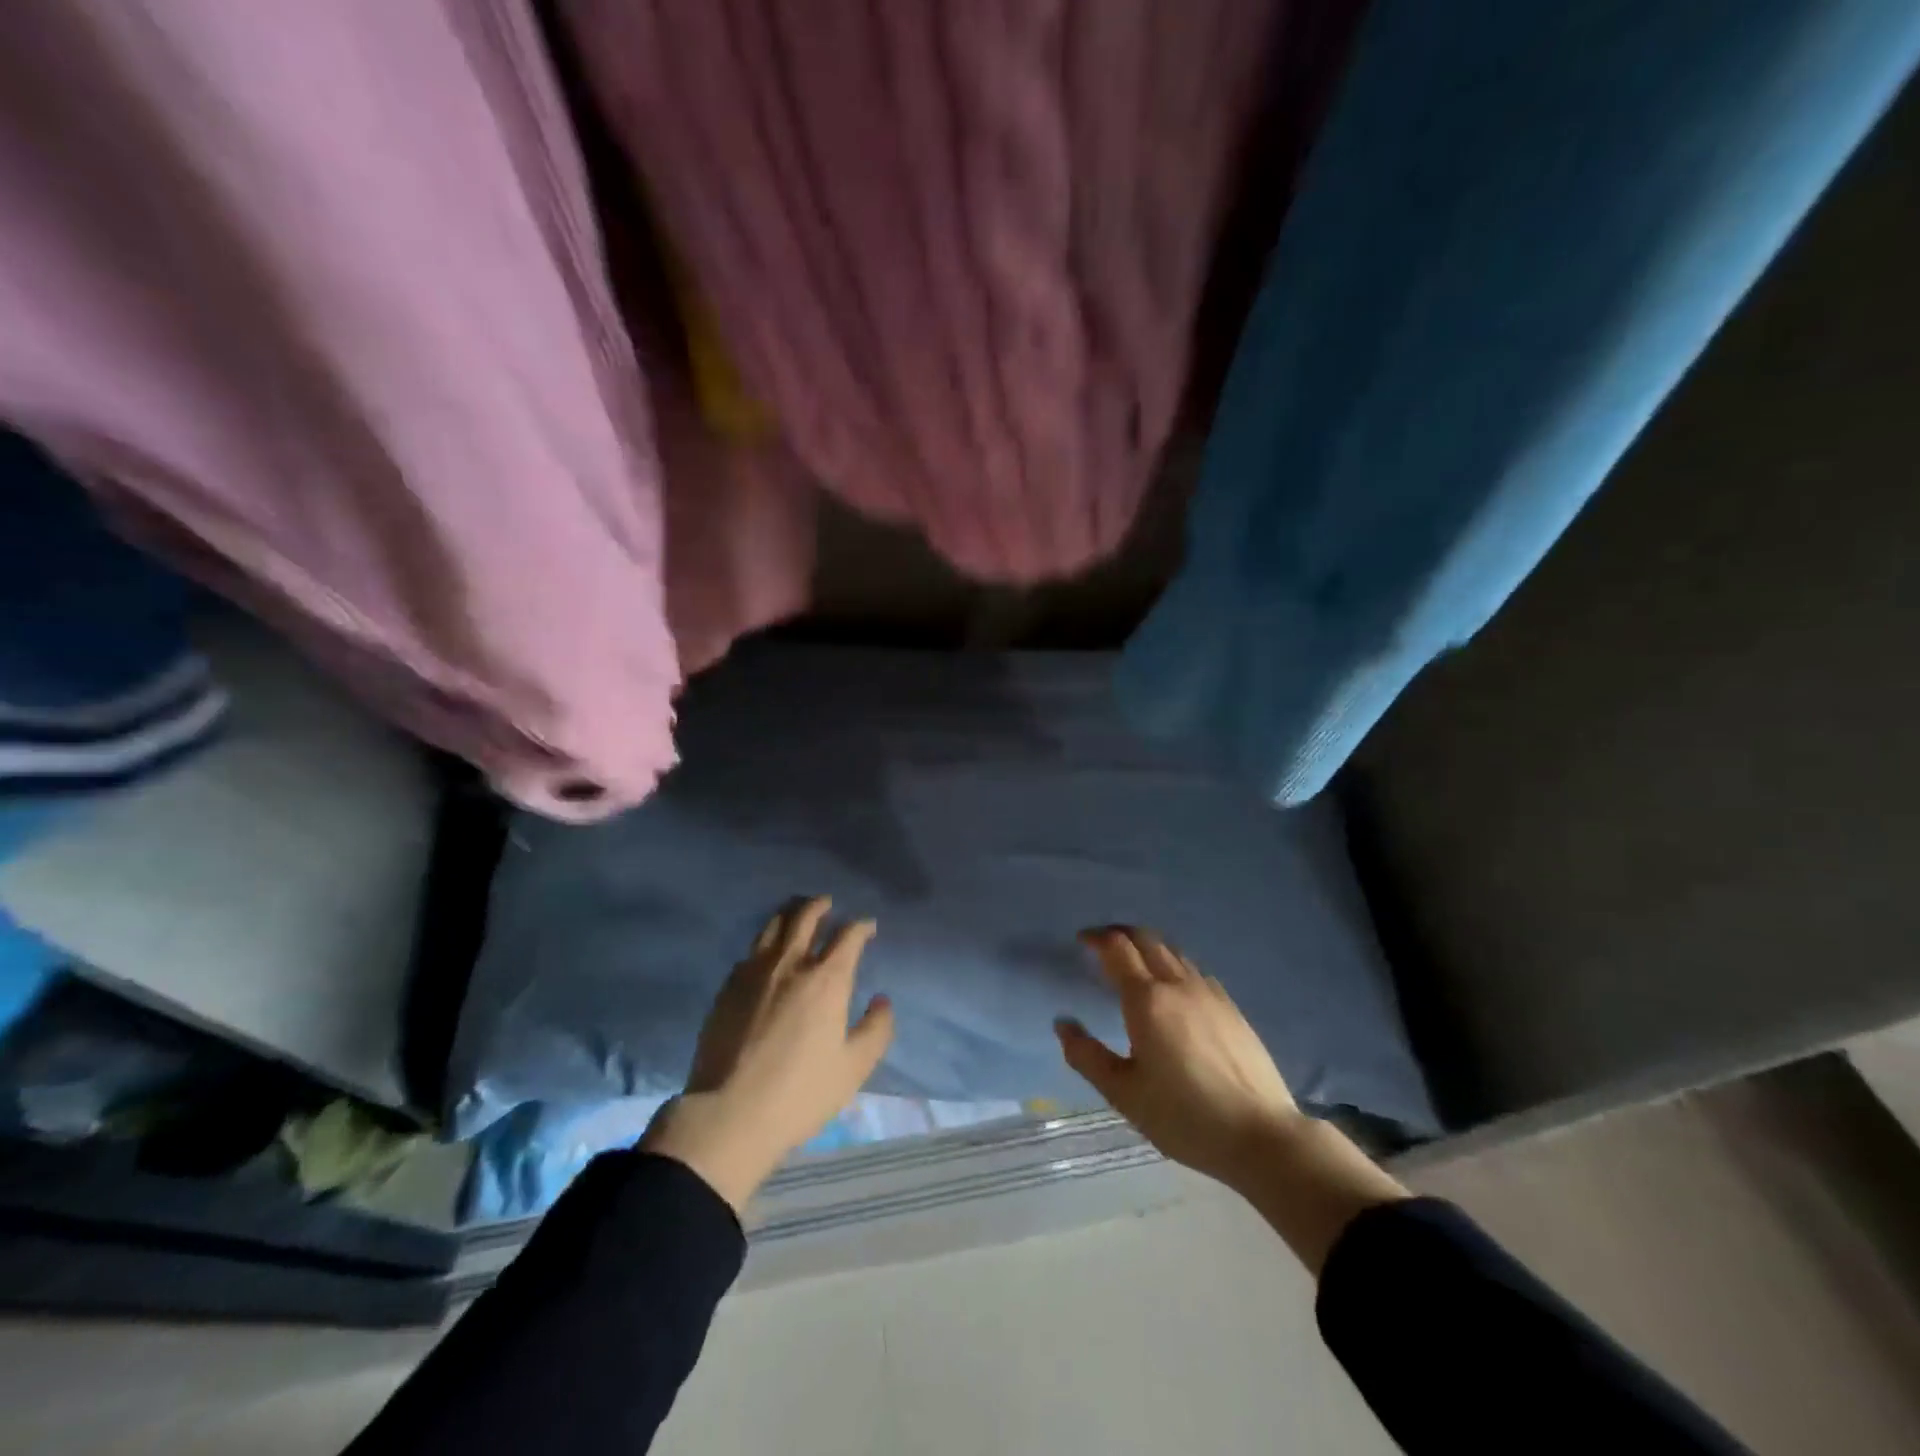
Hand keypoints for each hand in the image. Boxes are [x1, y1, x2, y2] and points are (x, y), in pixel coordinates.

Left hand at [642, 897, 893, 1213]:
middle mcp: (790, 964)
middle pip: (805, 917)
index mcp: (826, 979)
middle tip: (827, 903)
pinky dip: (765, 943)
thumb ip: (876, 1029)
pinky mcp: (727, 988)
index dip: (861, 925)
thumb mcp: (853, 1068)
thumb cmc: (800, 1093)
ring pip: (773, 926)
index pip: (848, 935)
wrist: (729, 1114)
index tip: (868, 926)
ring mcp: (754, 973)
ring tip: (796, 912)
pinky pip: (750, 951)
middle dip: (820, 905)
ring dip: (789, 913)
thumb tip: (881, 1000)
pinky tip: (766, 953)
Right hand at [1055, 926, 1304, 1191]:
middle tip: (1103, 944)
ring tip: (1135, 963)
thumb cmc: (1185, 1116)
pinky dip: (1174, 965)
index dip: (1097, 938)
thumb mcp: (1124, 1094)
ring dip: (1149, 947)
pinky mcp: (1232, 1008)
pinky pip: (1195, 971)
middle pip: (1147, 939)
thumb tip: (1063, 1023)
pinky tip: (1175, 989)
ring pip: (1174, 952)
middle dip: (1121, 934)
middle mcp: (1178, 985)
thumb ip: (1087, 1056)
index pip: (1118, 948)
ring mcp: (1210, 993)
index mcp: (1147, 999)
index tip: (1081, 940)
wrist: (1262, 1135)